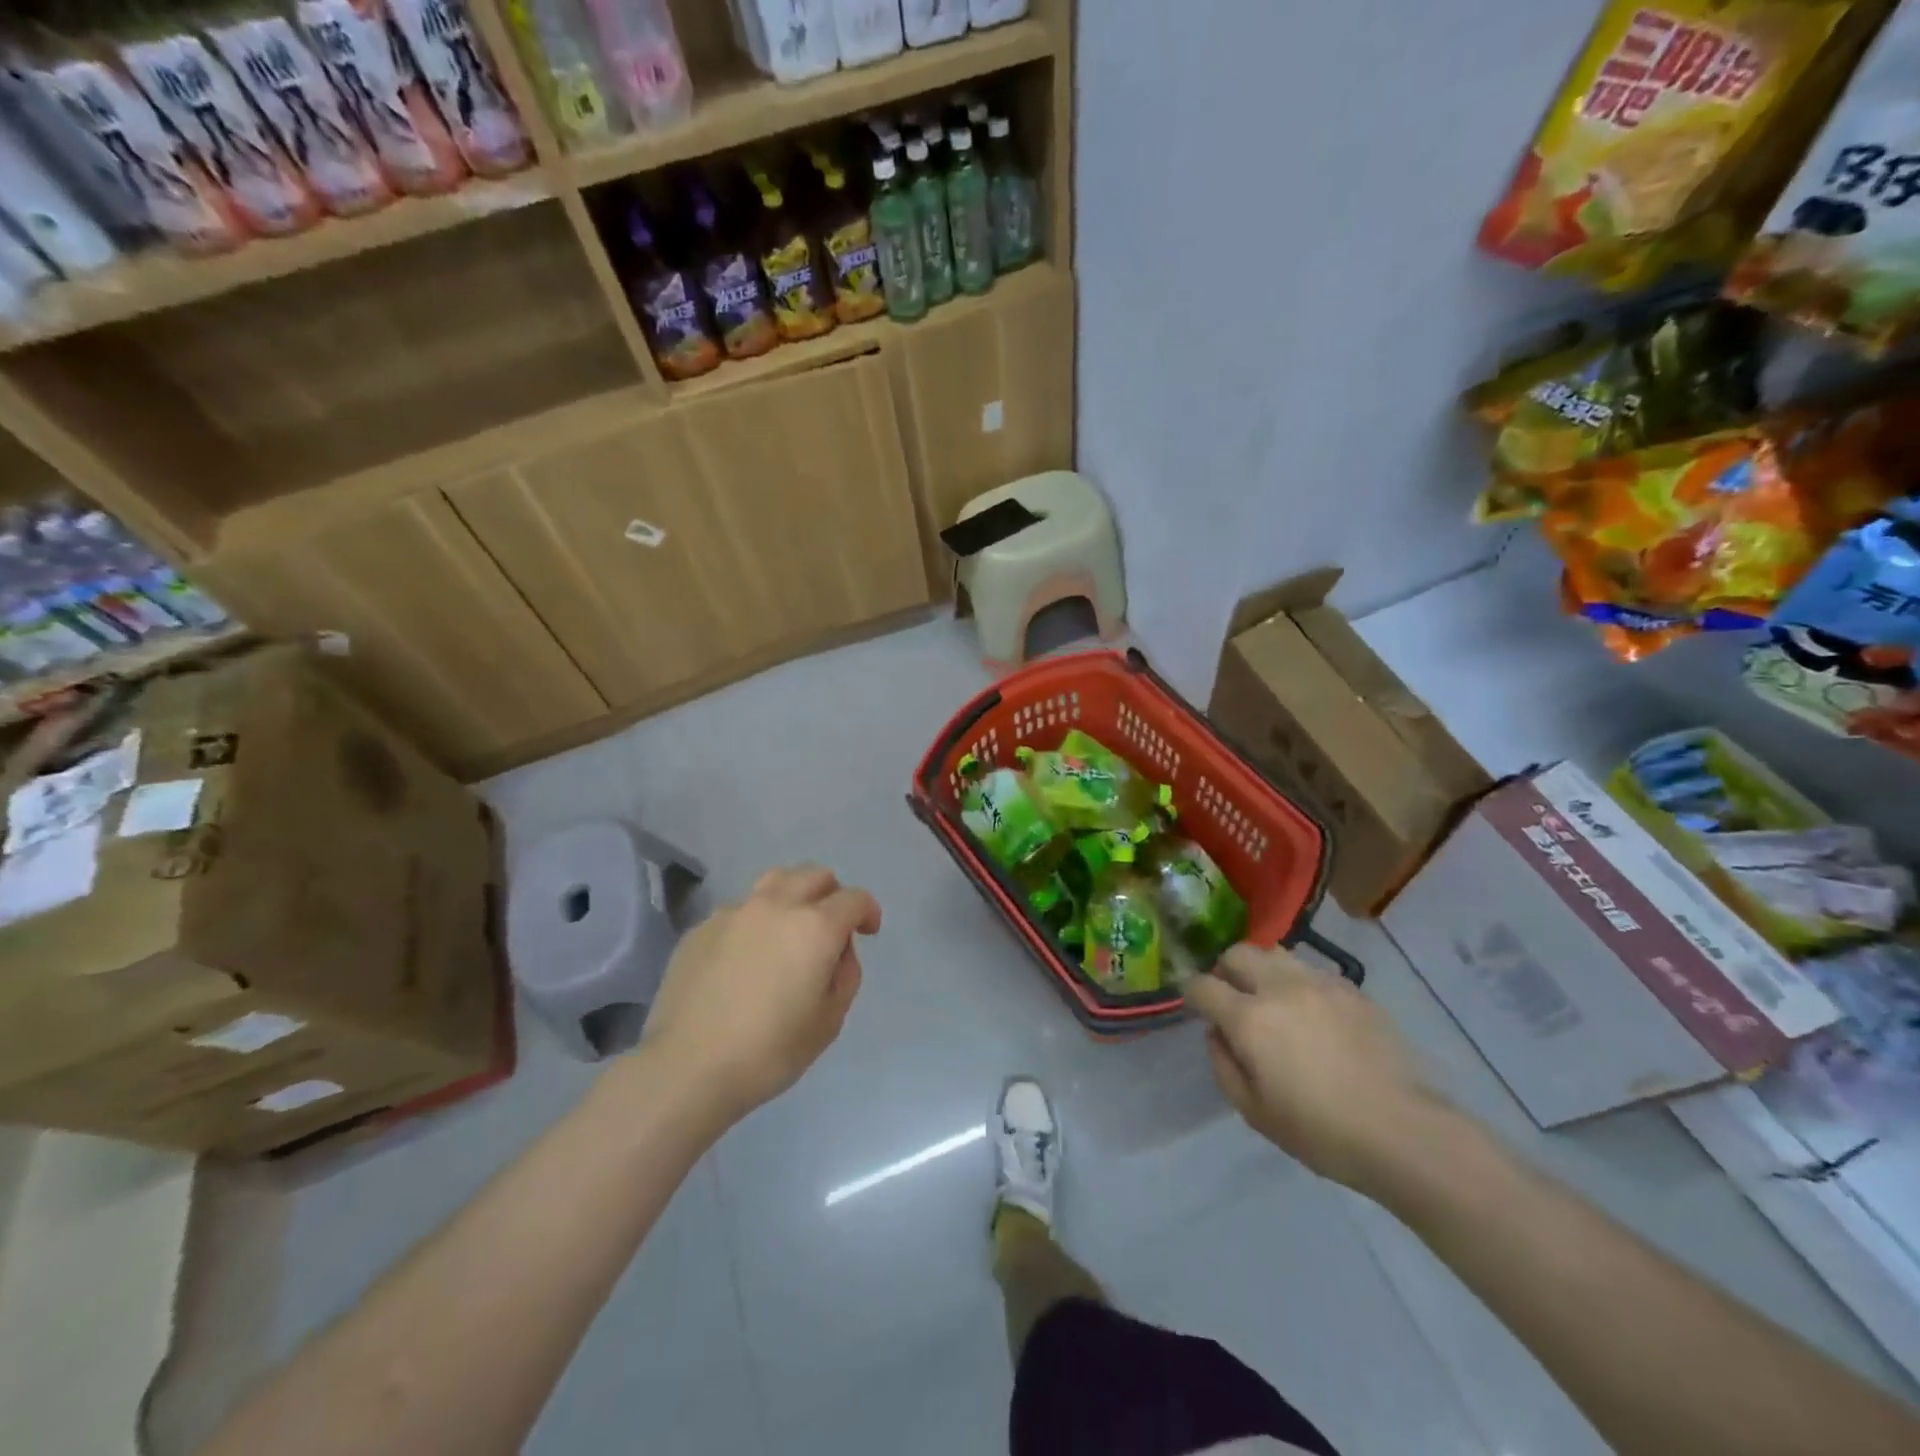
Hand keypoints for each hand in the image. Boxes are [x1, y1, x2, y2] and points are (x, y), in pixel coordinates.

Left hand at [641, 864, 880, 1128]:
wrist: (687, 1067)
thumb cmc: (769, 1051)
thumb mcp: (829, 1022)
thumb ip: (845, 975)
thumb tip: (837, 952)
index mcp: (815, 927)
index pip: (854, 898)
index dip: (868, 911)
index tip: (868, 932)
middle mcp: (776, 906)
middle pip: (814, 875)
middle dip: (832, 894)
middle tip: (831, 926)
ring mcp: (734, 912)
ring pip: (774, 881)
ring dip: (793, 895)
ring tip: (789, 927)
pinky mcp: (702, 928)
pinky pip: (740, 910)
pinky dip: (755, 921)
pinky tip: (746, 957)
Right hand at [1184, 944, 1446, 1194]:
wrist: (1403, 1132)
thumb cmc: (1321, 1132)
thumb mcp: (1254, 1112)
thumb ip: (1223, 1064)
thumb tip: (1217, 1032)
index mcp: (1248, 1018)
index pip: (1202, 985)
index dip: (1191, 992)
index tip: (1195, 1004)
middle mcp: (1279, 987)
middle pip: (1237, 953)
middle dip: (1225, 970)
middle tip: (1232, 997)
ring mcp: (1319, 983)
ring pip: (1275, 953)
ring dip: (1262, 970)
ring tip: (1272, 999)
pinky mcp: (1352, 989)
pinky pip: (1312, 971)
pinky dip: (1299, 983)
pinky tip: (1312, 1013)